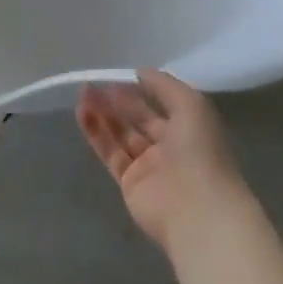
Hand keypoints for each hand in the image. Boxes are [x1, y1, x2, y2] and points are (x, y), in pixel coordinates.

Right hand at [76, 70, 246, 254]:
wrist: (197, 211)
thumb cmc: (200, 152)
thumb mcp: (191, 105)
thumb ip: (164, 85)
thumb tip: (140, 73)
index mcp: (189, 130)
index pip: (161, 105)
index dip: (141, 90)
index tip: (119, 76)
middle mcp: (169, 148)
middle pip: (138, 119)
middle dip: (118, 100)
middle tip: (94, 83)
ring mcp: (149, 167)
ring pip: (121, 134)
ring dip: (102, 113)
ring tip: (83, 93)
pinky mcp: (129, 183)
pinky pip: (110, 152)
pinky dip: (96, 132)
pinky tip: (82, 112)